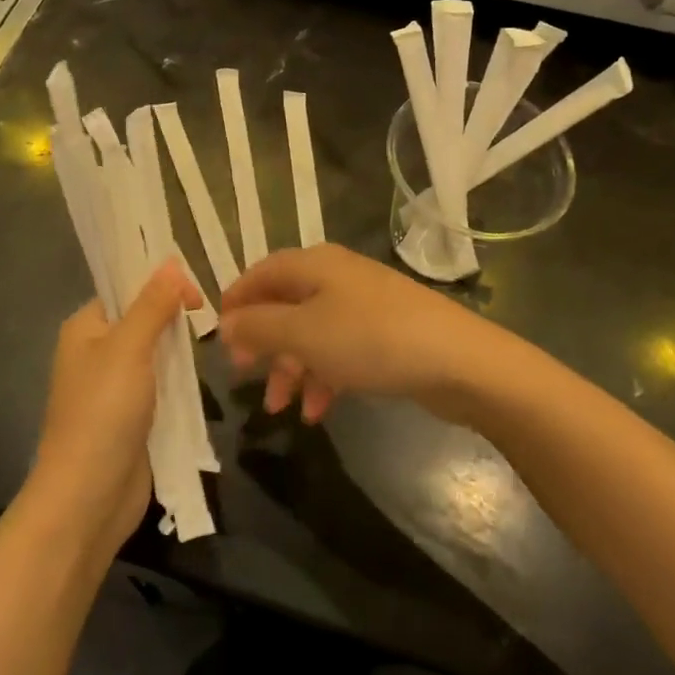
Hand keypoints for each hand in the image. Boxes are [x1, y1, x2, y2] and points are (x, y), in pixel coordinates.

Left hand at [28, 261, 199, 558]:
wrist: (88, 498)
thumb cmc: (103, 413)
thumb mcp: (129, 348)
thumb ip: (152, 304)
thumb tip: (170, 261)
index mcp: (85, 328)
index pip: (125, 288)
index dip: (159, 283)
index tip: (196, 294)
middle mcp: (97, 352)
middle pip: (144, 319)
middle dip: (175, 317)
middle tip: (211, 318)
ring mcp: (116, 387)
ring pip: (156, 353)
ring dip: (181, 351)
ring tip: (213, 344)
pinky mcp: (134, 416)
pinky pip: (162, 385)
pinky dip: (181, 381)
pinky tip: (203, 377)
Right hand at [219, 244, 504, 424]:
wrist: (457, 361)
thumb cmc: (370, 339)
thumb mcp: (303, 333)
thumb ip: (259, 327)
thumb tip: (226, 323)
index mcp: (313, 264)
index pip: (260, 272)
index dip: (236, 301)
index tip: (217, 338)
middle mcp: (336, 277)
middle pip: (285, 304)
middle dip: (263, 343)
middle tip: (244, 377)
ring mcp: (363, 305)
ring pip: (311, 333)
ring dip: (291, 368)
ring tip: (281, 408)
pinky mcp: (384, 334)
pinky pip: (340, 351)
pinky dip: (323, 376)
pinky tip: (317, 410)